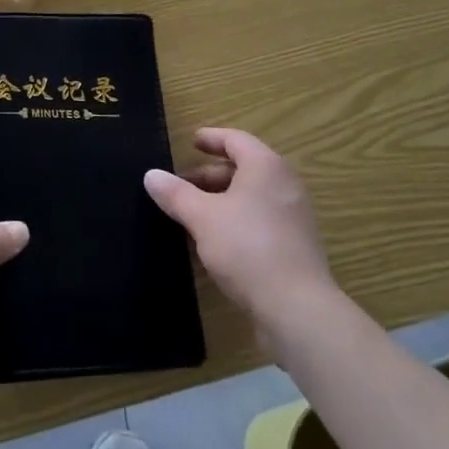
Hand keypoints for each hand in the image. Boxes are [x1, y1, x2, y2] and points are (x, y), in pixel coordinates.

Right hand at [144, 129, 337, 341]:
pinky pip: (262, 219)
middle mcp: (285, 184)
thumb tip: (151, 175)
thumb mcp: (202, 218)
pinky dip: (238, 220)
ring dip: (222, 200)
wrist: (297, 309)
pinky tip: (217, 242)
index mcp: (265, 166)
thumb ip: (176, 194)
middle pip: (244, 168)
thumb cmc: (247, 248)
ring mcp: (294, 215)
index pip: (236, 140)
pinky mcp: (296, 245)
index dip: (211, 138)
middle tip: (183, 186)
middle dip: (211, 175)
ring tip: (194, 215)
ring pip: (252, 196)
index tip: (192, 142)